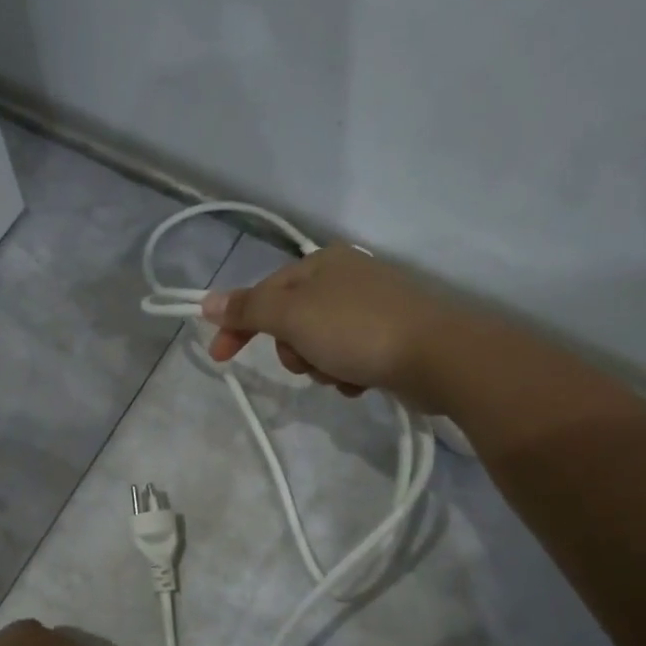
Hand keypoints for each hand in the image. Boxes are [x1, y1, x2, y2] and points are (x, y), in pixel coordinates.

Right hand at [199, 244, 460, 409]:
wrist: (438, 356)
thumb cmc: (357, 330)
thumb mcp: (292, 316)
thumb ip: (248, 309)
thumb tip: (207, 301)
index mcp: (321, 263)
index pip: (263, 293)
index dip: (238, 325)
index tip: (220, 358)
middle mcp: (345, 279)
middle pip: (291, 322)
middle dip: (293, 350)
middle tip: (308, 361)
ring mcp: (370, 308)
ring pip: (318, 345)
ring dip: (320, 366)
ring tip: (341, 373)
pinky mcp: (389, 337)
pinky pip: (348, 358)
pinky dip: (347, 373)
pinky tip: (361, 381)